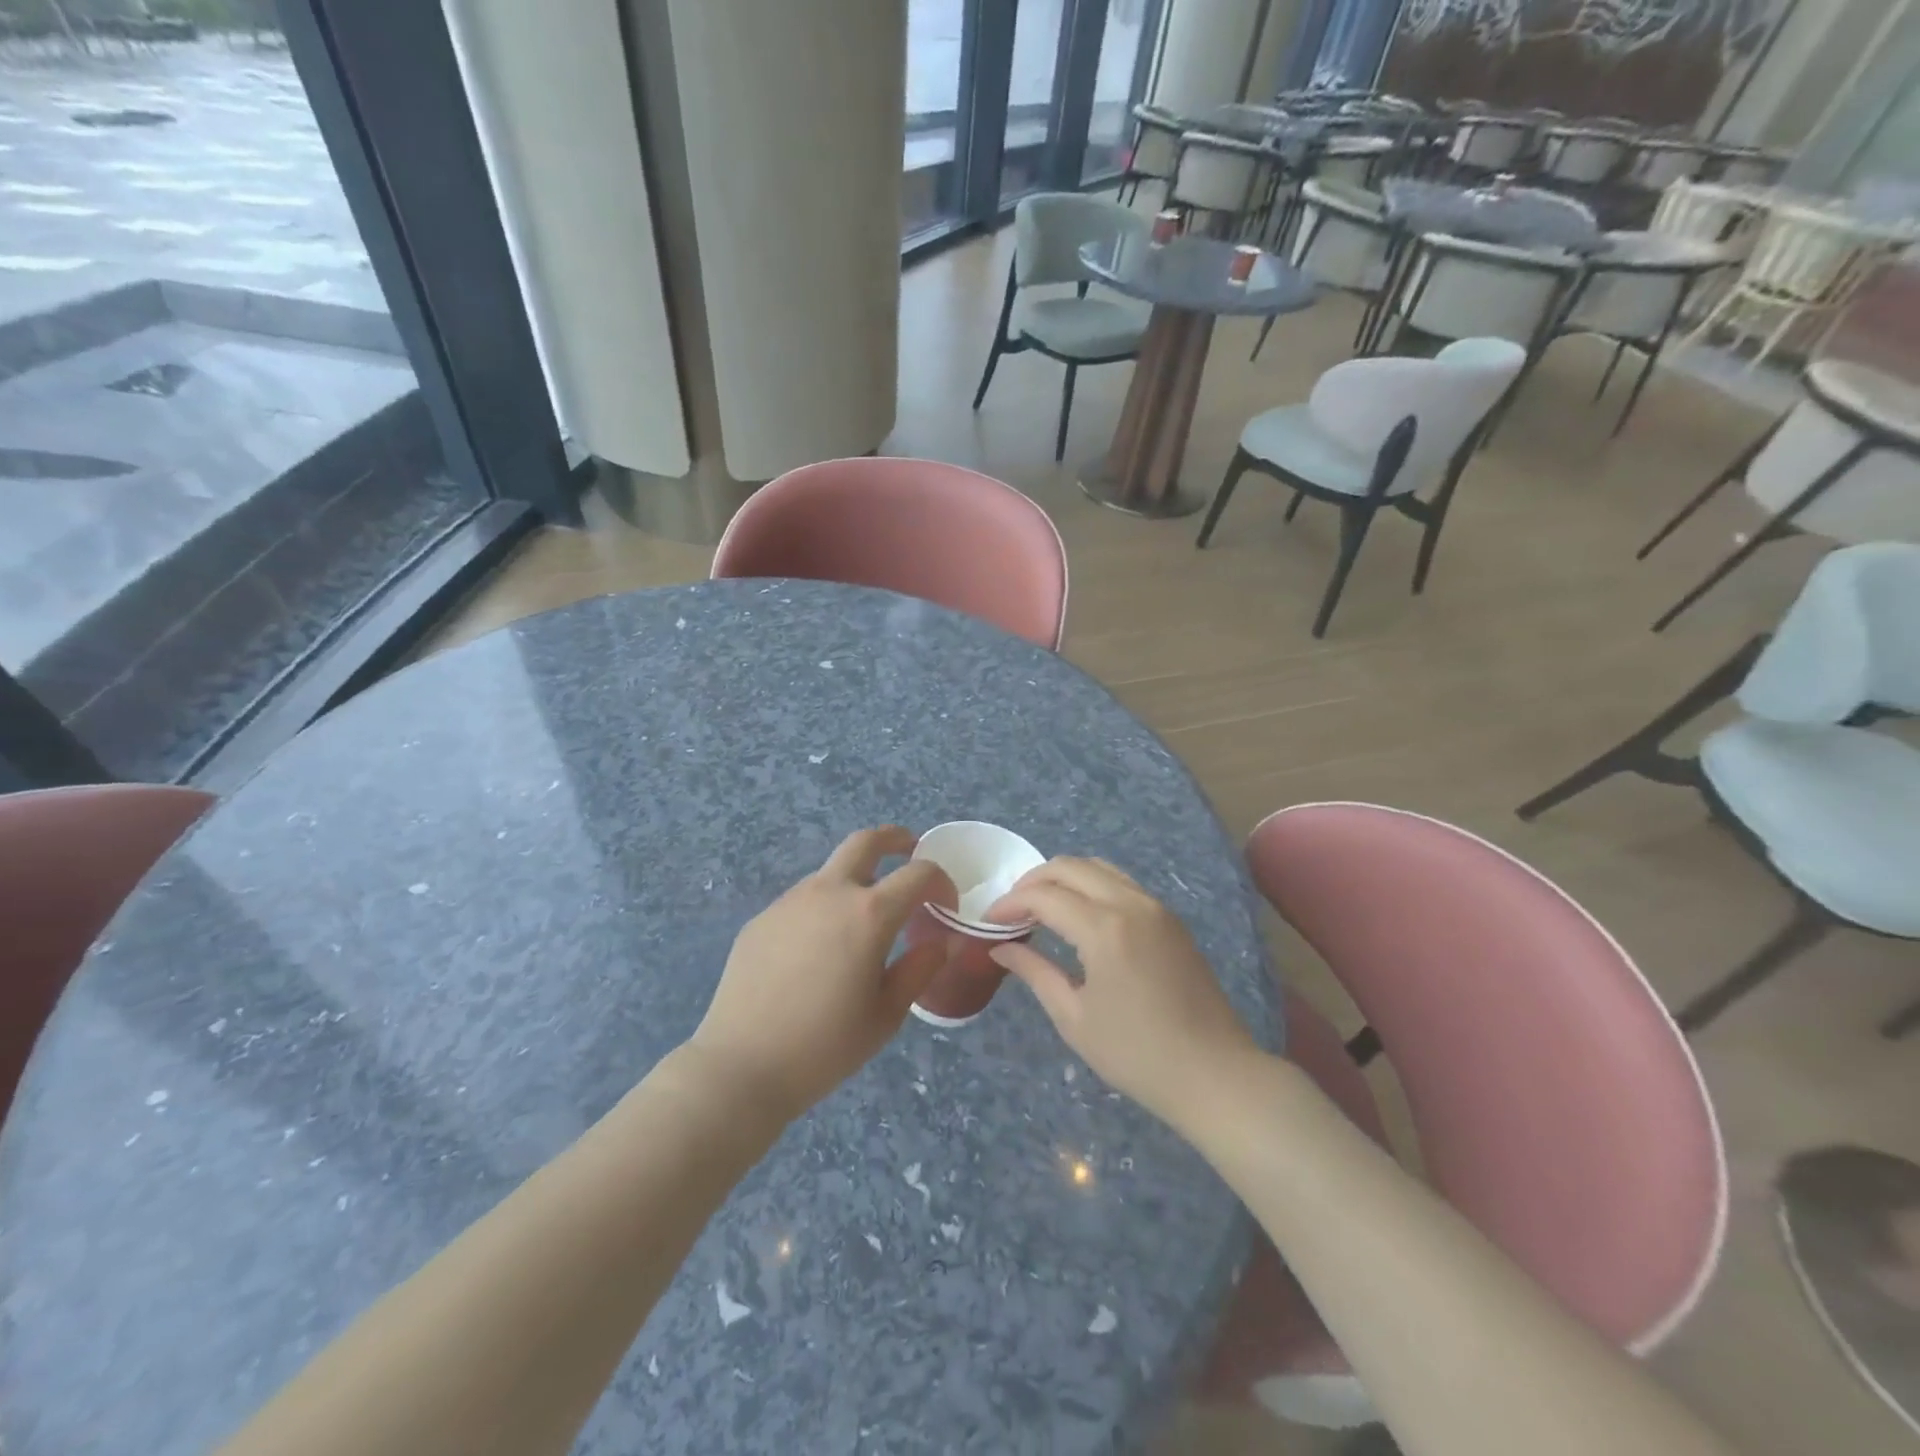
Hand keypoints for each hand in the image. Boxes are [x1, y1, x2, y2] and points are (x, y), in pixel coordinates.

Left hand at [686, 827, 956, 1121]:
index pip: (918, 874)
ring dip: (855, 881)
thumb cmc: (825, 1046)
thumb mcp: (887, 1015)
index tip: (945, 905)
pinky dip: (822, 909)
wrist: (741, 1066)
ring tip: (861, 923)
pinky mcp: (762, 919)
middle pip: (865, 842)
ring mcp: (790, 901)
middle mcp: (829, 892)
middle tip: (909, 849)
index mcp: (869, 914)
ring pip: (830, 873)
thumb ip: (919, 969)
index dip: (941, 883)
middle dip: (894, 839)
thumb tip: (941, 941)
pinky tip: (816, 952)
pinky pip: (801, 901)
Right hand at [987, 857, 1258, 1130]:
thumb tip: (1001, 949)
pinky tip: (1078, 916)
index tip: (988, 922)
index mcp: (1104, 928)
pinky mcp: (1170, 919)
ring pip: (1099, 868)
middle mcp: (1131, 904)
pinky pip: (1122, 884)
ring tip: (1040, 909)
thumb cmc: (1136, 1054)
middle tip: (1011, 910)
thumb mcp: (1074, 1017)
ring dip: (1064, 878)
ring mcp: (1156, 907)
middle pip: (1071, 867)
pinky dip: (1091, 886)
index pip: (1044, 896)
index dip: (1010, 903)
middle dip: (1033, 881)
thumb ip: (1035, 972)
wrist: (1215, 1074)